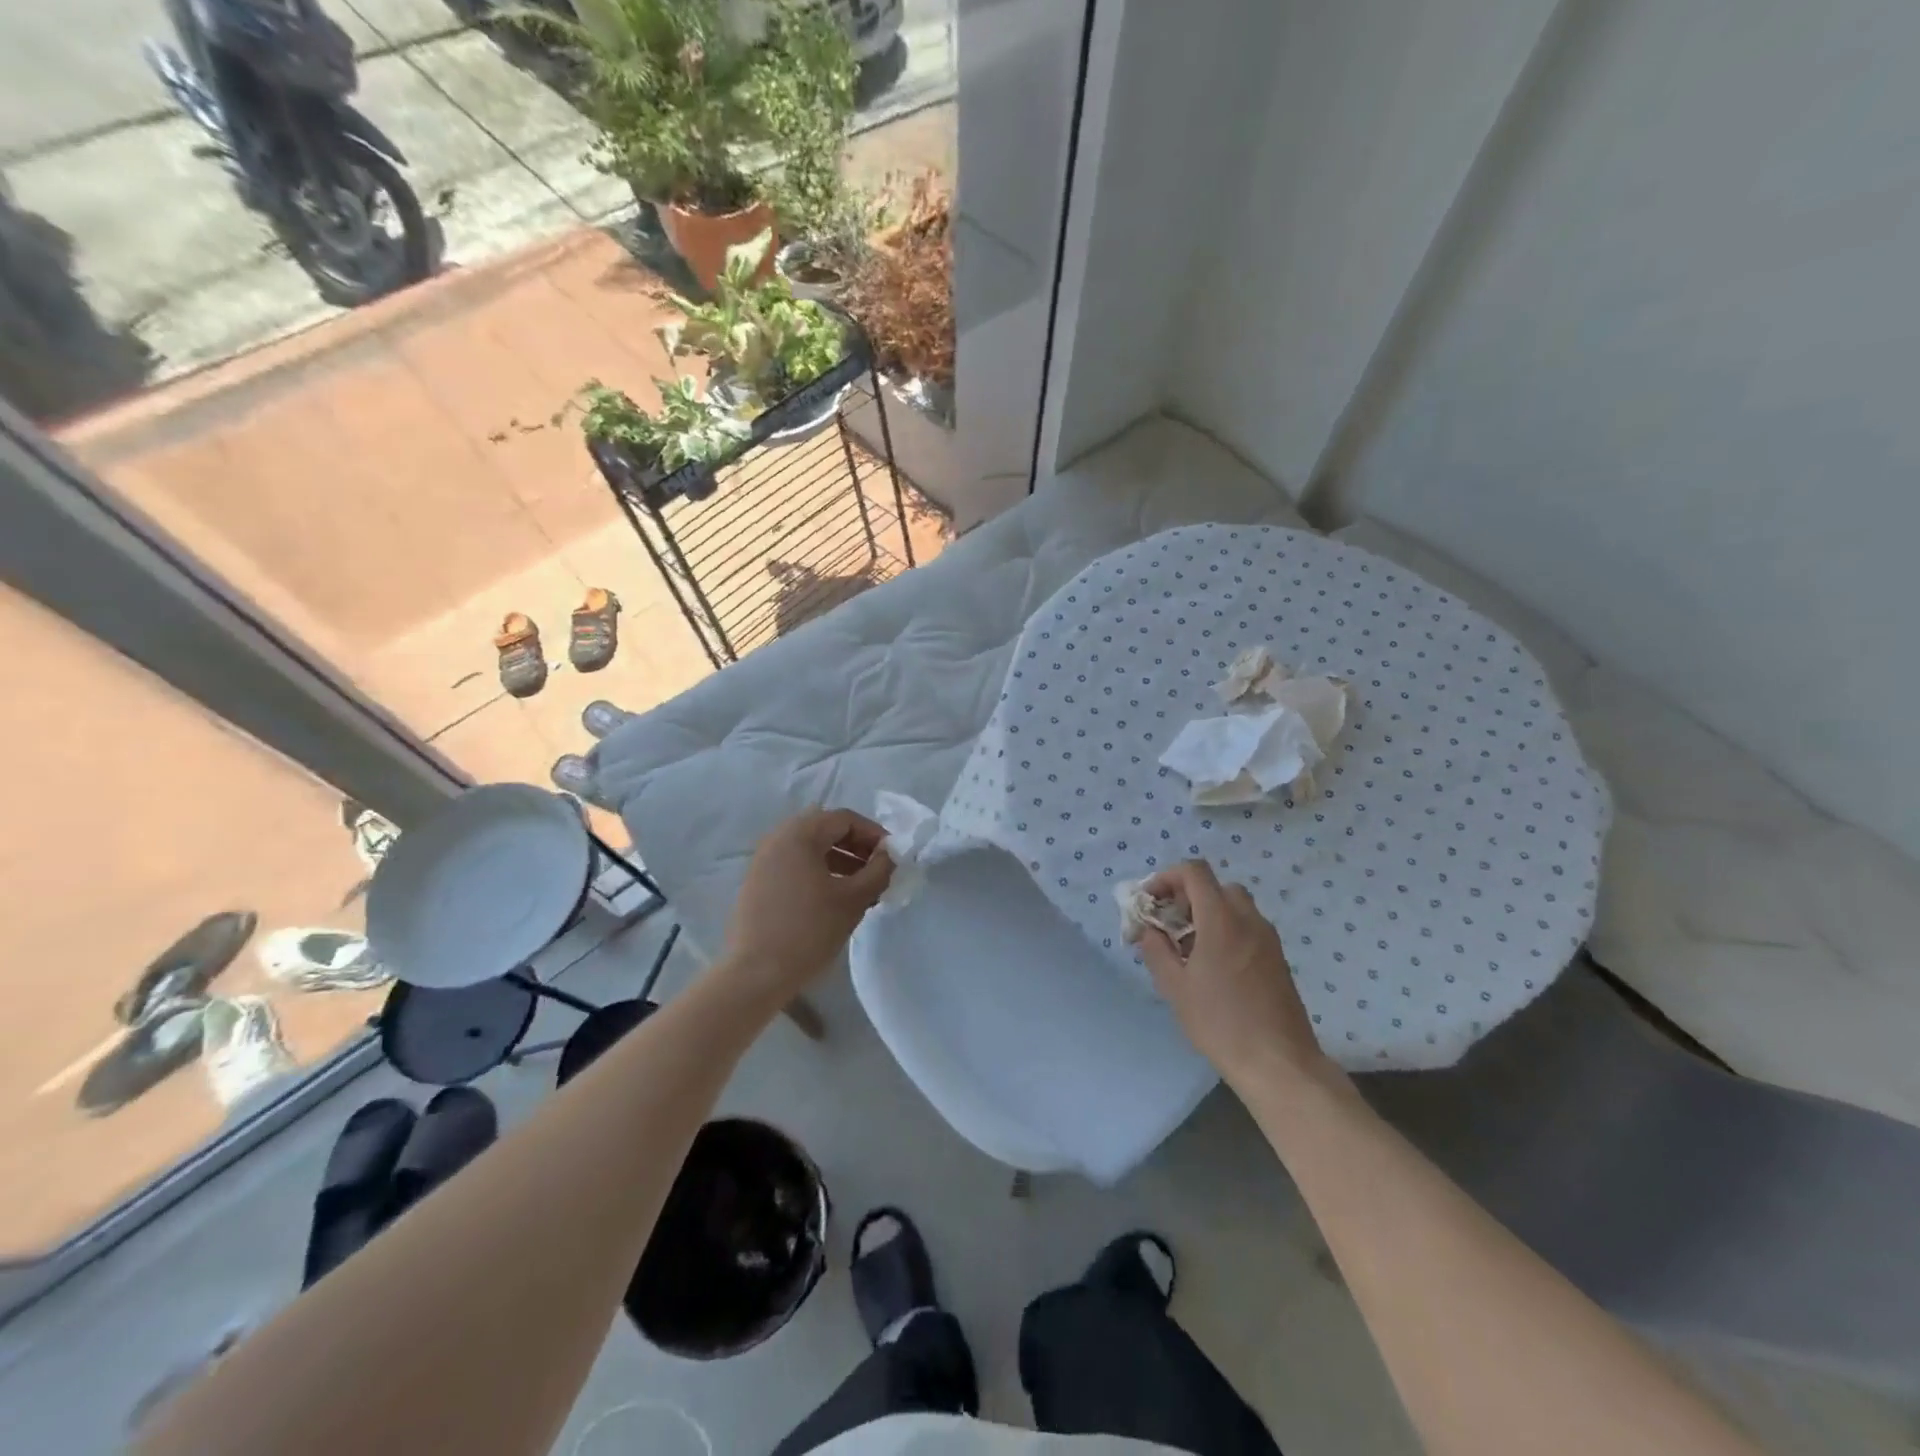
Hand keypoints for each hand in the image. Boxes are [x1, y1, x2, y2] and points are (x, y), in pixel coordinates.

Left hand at [719, 808, 892, 1005]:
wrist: (756, 974)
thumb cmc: (809, 930)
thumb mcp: (854, 899)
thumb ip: (878, 870)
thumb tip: (890, 855)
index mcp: (799, 834)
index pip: (844, 819)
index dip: (873, 834)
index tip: (892, 856)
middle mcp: (777, 839)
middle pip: (826, 830)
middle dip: (857, 847)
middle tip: (879, 871)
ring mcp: (763, 861)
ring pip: (810, 849)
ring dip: (840, 861)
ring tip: (863, 888)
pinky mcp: (757, 882)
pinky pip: (795, 865)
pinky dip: (819, 872)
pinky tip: (836, 898)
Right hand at [1136, 860, 1329, 1089]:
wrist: (1279, 1062)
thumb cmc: (1220, 1022)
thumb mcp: (1175, 987)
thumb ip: (1156, 949)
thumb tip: (1148, 929)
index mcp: (1221, 919)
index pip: (1194, 871)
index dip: (1167, 877)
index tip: (1150, 902)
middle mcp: (1248, 919)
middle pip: (1216, 886)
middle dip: (1188, 896)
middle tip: (1170, 924)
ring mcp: (1268, 938)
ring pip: (1234, 906)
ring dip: (1208, 913)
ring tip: (1189, 948)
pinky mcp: (1277, 958)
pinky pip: (1247, 927)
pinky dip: (1226, 930)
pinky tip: (1214, 966)